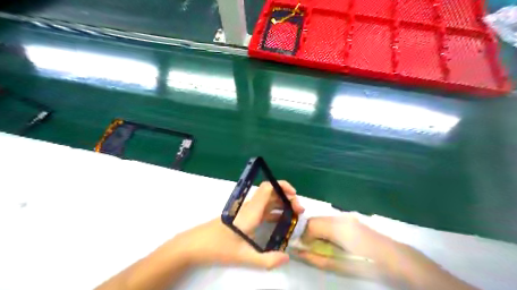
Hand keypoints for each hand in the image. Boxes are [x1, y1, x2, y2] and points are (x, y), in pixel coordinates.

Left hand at [168, 181, 302, 269]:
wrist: (195, 244)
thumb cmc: (218, 247)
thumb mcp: (243, 256)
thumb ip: (266, 260)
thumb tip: (286, 258)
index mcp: (251, 211)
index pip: (268, 188)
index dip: (282, 186)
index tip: (294, 195)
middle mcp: (250, 207)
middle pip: (271, 193)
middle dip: (287, 198)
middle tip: (298, 211)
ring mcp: (246, 211)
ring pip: (267, 201)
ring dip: (281, 204)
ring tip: (293, 215)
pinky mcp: (243, 217)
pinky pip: (262, 209)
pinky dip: (273, 211)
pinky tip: (279, 221)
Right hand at [292, 214, 396, 277]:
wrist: (395, 259)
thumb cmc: (366, 264)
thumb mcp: (338, 265)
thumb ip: (316, 258)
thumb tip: (298, 253)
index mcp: (336, 227)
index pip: (310, 224)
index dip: (302, 235)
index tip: (302, 247)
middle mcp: (339, 217)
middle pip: (315, 219)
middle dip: (308, 232)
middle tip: (310, 247)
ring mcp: (346, 216)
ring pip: (323, 219)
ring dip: (317, 230)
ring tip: (322, 245)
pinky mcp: (351, 218)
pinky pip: (332, 221)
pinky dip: (327, 229)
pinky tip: (333, 240)